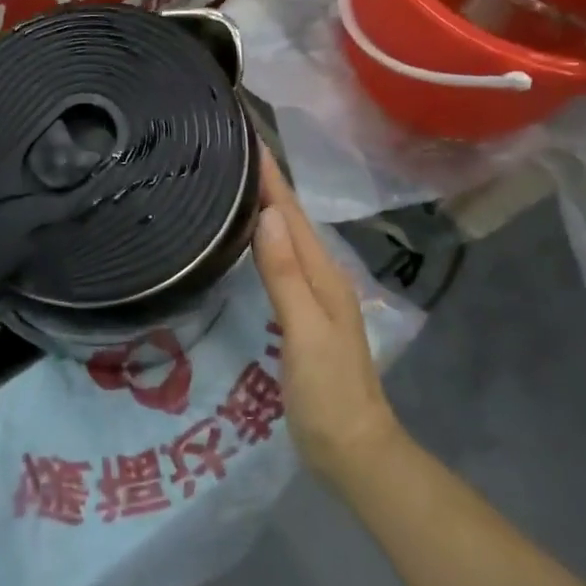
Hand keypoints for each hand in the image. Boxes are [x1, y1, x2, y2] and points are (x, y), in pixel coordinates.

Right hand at [252, 154, 403, 489]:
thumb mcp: (305, 334)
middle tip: (231, 149)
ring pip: (286, 237)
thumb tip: (266, 216)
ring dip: (265, 206)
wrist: (355, 451)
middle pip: (290, 218)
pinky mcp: (303, 314)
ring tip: (234, 180)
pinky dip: (265, 240)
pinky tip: (249, 239)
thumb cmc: (328, 394)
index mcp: (322, 274)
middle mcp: (321, 275)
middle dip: (266, 181)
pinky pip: (282, 261)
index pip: (291, 213)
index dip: (270, 175)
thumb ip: (285, 277)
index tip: (246, 135)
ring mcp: (314, 296)